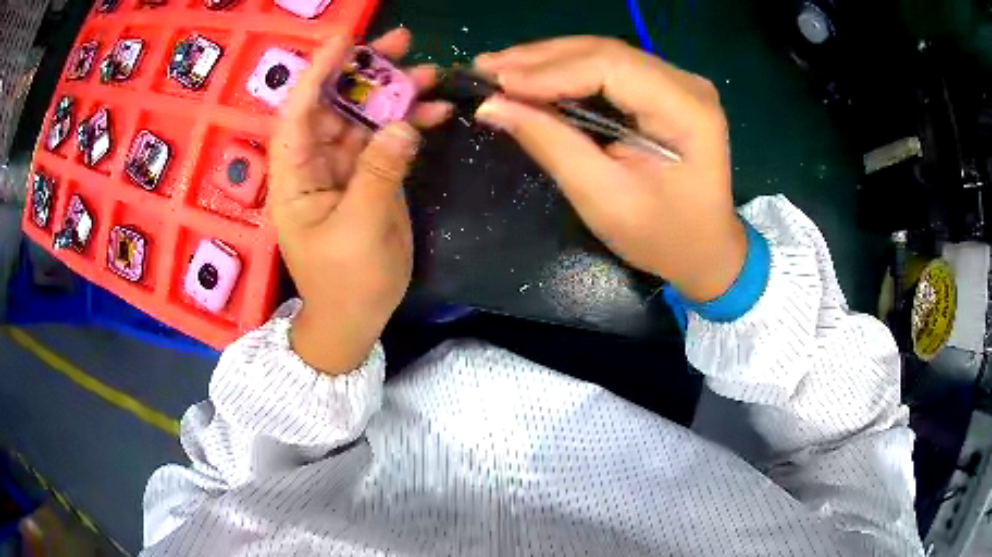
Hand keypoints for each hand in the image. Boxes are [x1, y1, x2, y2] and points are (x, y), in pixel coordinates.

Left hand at [269, 28, 450, 373]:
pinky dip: (411, 123)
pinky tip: (437, 111)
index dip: (319, 73)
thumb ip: (378, 174)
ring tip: (431, 73)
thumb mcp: (359, 230)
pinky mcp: (370, 175)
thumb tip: (403, 125)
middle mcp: (316, 162)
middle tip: (402, 41)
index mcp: (295, 176)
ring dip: (396, 94)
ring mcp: (345, 167)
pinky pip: (388, 139)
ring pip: (366, 117)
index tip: (346, 39)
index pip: (300, 113)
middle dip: (366, 71)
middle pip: (336, 104)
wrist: (356, 317)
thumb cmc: (345, 282)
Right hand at [474, 37, 745, 301]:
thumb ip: (552, 144)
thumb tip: (493, 105)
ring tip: (498, 69)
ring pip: (602, 55)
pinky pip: (609, 69)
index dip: (549, 70)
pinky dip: (566, 72)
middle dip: (540, 60)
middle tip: (484, 68)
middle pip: (604, 52)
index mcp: (688, 110)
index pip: (610, 67)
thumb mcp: (604, 199)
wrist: (706, 250)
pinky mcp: (665, 90)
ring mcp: (678, 83)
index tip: (496, 83)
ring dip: (548, 61)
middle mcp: (687, 84)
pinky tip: (532, 76)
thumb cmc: (663, 236)